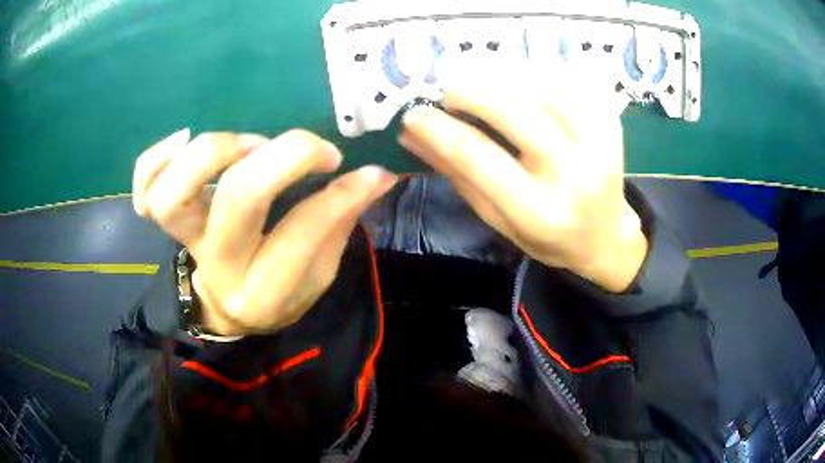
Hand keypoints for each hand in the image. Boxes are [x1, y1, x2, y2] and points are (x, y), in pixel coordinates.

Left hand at [133, 129, 396, 334]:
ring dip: (217, 151)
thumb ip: (341, 220)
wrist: (229, 309)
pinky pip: (143, 190)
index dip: (341, 193)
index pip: (303, 232)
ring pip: (174, 193)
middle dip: (286, 156)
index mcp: (264, 291)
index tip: (367, 170)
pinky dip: (155, 158)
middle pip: (238, 197)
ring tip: (250, 145)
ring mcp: (184, 244)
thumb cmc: (280, 292)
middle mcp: (219, 267)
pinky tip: (184, 137)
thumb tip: (377, 174)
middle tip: (311, 149)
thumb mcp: (319, 273)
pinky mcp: (164, 227)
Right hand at [398, 81, 646, 292]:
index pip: (478, 157)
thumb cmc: (546, 235)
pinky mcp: (611, 124)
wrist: (604, 235)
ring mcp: (599, 146)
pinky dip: (541, 70)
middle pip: (515, 112)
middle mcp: (572, 176)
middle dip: (471, 91)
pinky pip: (573, 81)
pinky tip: (523, 77)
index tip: (414, 113)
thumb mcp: (497, 218)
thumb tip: (411, 136)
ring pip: (545, 87)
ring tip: (484, 80)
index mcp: (537, 211)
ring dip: (505, 74)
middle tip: (449, 91)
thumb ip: (457, 175)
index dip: (438, 129)